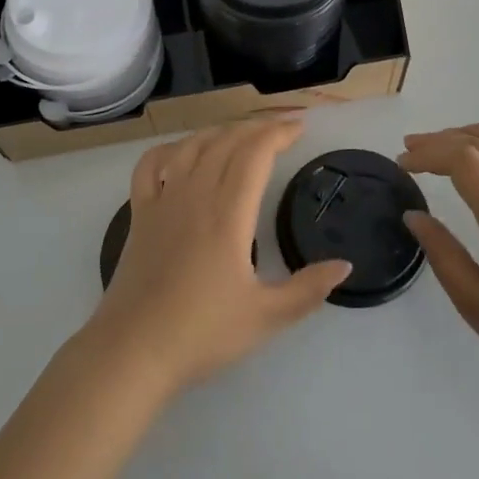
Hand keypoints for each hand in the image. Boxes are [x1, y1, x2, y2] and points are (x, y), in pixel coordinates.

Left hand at [85, 118, 352, 395]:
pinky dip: (169, 149)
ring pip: (191, 146)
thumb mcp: (266, 317)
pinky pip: (150, 165)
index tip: (299, 128)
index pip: (255, 154)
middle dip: (256, 127)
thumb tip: (344, 265)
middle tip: (280, 127)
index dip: (278, 133)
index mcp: (228, 213)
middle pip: (226, 142)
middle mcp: (195, 194)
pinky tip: (181, 152)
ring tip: (240, 133)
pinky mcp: (139, 214)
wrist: (133, 351)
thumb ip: (308, 289)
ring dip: (219, 131)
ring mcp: (162, 201)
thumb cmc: (202, 333)